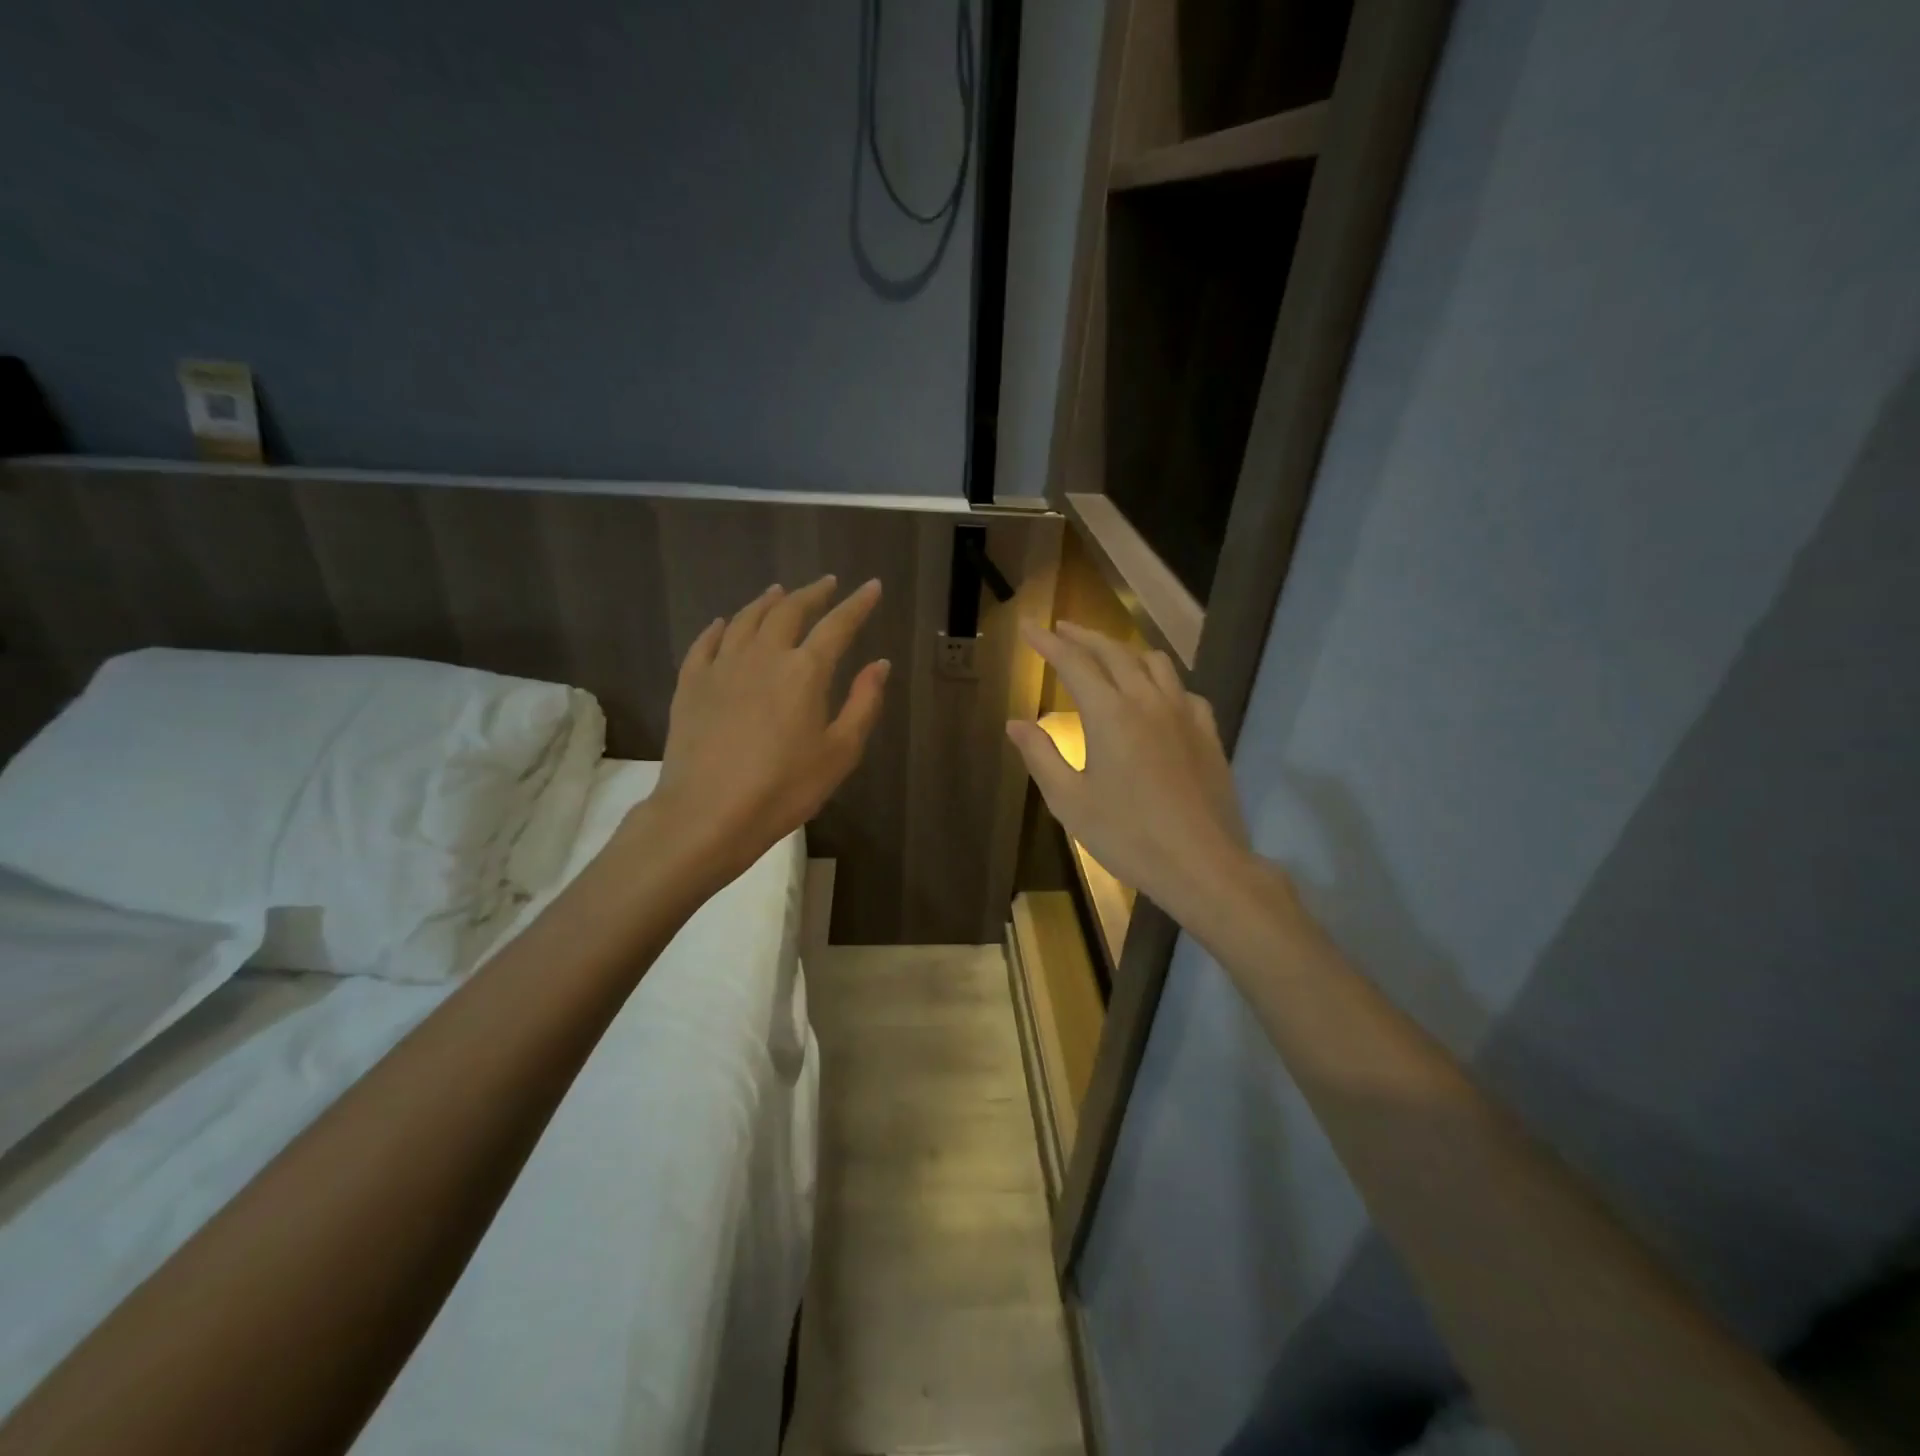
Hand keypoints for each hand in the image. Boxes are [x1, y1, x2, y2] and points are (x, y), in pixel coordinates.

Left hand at [643, 576, 888, 886]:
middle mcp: (764, 655)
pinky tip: (723, 623)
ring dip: (767, 602)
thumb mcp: (840, 753)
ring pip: (746, 619)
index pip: (838, 625)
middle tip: (826, 584)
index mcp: (805, 671)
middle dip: (811, 593)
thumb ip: (863, 704)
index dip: (857, 604)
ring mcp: (722, 666)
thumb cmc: (784, 789)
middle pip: (789, 611)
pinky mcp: (691, 684)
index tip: (871, 586)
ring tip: (778, 592)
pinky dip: (719, 627)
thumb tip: (879, 664)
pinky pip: (705, 643)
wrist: (707, 813)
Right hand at [1008, 622, 1253, 926]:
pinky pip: (1182, 689)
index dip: (1048, 643)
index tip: (1030, 628)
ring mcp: (1183, 713)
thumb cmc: (1128, 836)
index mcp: (1110, 714)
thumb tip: (1015, 723)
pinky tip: (1156, 696)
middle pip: (1114, 652)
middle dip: (1084, 637)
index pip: (1074, 663)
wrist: (1202, 863)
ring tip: (1107, 655)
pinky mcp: (1207, 732)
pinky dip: (1161, 680)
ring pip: (1154, 662)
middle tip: (1062, 630)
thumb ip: (1041, 755)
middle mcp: (1148, 701)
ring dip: (1124, 650)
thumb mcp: (1070, 801)